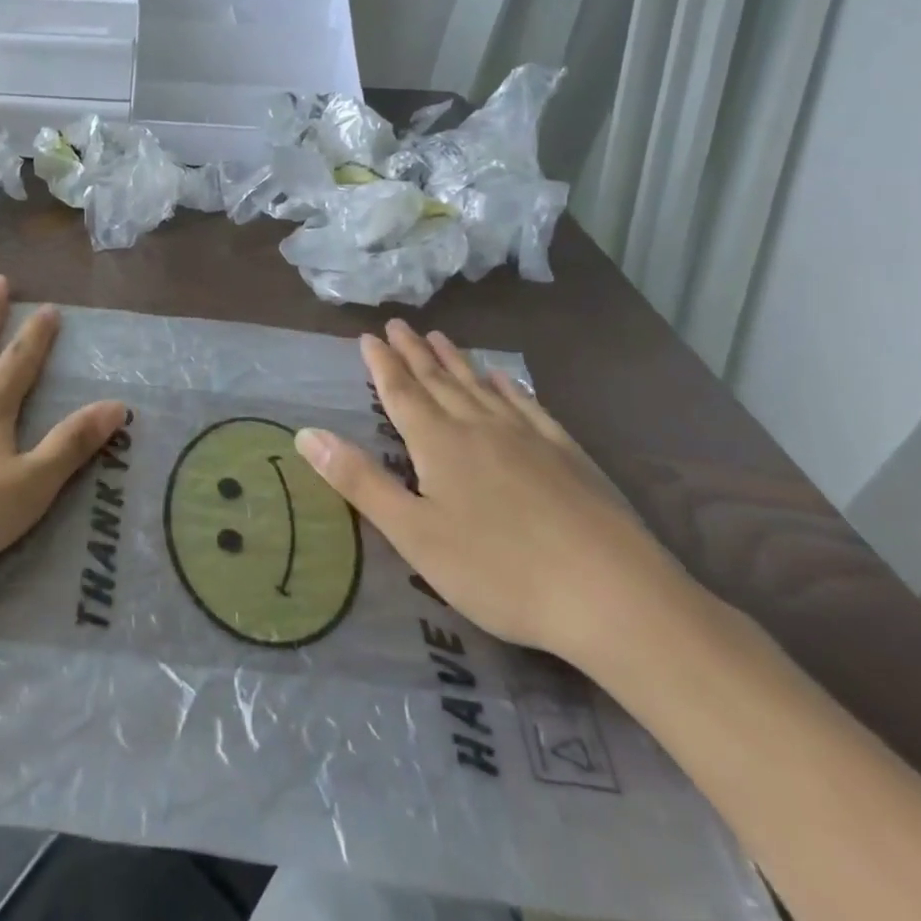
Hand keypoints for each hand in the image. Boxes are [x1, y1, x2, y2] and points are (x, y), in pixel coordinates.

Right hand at [295, 319, 689, 668]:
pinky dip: (509, 387)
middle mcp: (480, 428)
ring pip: (481, 387)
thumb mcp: (414, 534)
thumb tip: (306, 434)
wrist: (614, 596)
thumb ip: (360, 481)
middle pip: (439, 381)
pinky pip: (528, 406)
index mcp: (439, 445)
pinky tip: (504, 378)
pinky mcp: (568, 455)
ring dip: (456, 360)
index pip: (401, 393)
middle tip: (398, 324)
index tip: (367, 336)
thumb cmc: (499, 571)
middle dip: (414, 352)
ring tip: (440, 336)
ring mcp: (529, 438)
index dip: (382, 365)